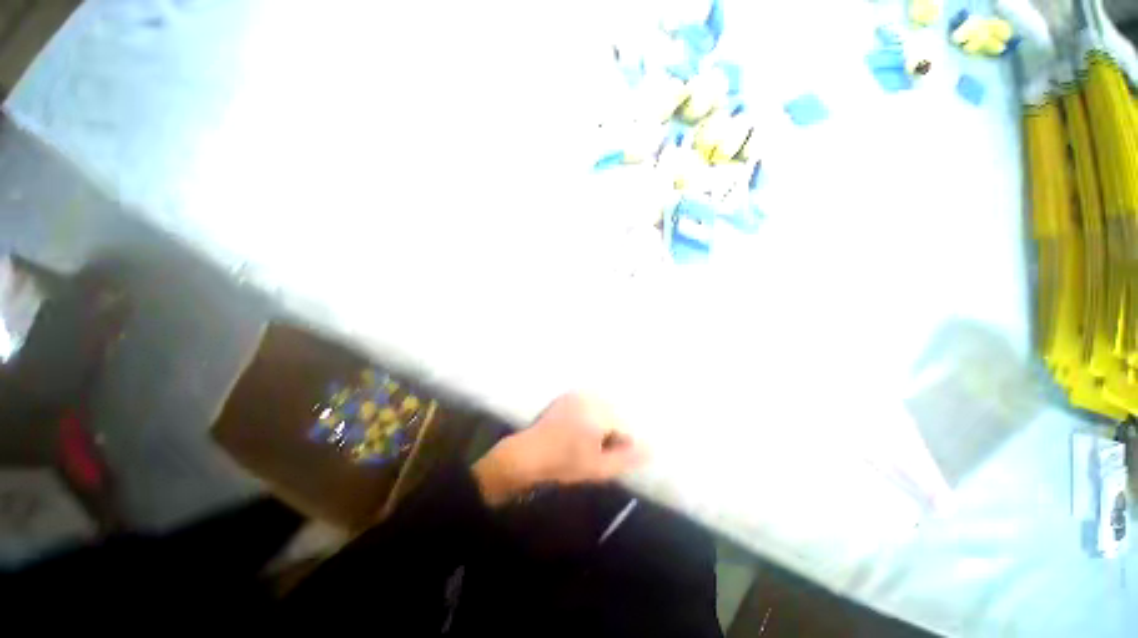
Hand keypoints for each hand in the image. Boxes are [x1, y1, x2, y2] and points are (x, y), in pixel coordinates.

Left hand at [472, 394, 647, 505]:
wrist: (528, 454)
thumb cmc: (564, 463)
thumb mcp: (599, 468)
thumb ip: (627, 458)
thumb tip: (652, 448)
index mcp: (599, 413)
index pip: (626, 426)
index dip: (620, 444)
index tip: (606, 456)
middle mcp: (590, 397)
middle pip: (616, 413)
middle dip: (612, 431)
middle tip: (597, 448)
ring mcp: (577, 394)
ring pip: (604, 407)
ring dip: (602, 422)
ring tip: (587, 440)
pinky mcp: (568, 395)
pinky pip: (590, 402)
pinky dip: (591, 414)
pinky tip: (579, 429)